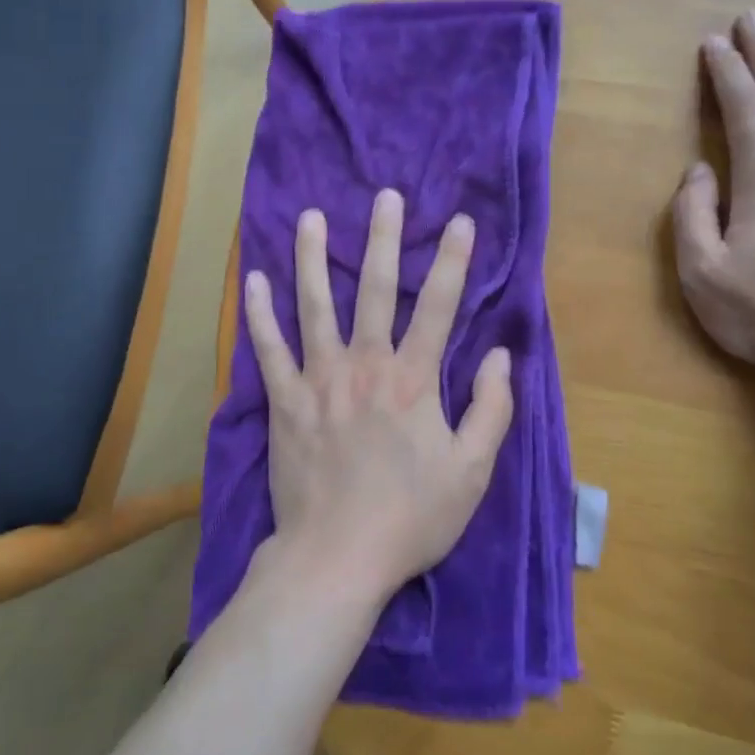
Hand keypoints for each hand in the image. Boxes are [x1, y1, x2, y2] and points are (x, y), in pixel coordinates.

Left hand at [243, 189, 514, 605]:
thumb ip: (491, 409)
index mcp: (414, 380)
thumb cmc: (411, 518)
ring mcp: (319, 379)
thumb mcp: (472, 472)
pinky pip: (267, 349)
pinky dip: (258, 313)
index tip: (458, 221)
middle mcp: (365, 365)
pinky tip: (253, 279)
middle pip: (375, 290)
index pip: (438, 307)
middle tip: (384, 196)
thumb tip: (501, 355)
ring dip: (312, 257)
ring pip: (314, 305)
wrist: (337, 558)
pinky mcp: (284, 401)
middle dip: (382, 239)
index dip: (451, 261)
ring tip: (309, 216)